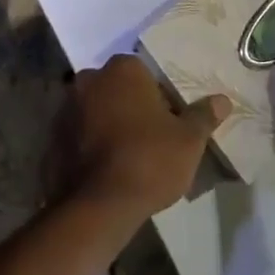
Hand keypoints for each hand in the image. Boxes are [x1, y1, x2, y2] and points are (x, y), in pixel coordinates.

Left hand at [52, 55, 228, 219]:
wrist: (97, 205)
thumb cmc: (149, 160)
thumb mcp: (188, 140)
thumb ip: (203, 116)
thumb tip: (222, 99)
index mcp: (123, 69)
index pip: (144, 73)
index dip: (158, 97)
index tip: (168, 123)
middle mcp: (90, 78)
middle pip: (117, 88)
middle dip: (130, 107)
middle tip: (149, 139)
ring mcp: (67, 106)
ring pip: (95, 109)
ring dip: (107, 124)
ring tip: (126, 158)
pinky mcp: (52, 135)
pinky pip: (78, 134)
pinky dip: (88, 145)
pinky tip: (104, 170)